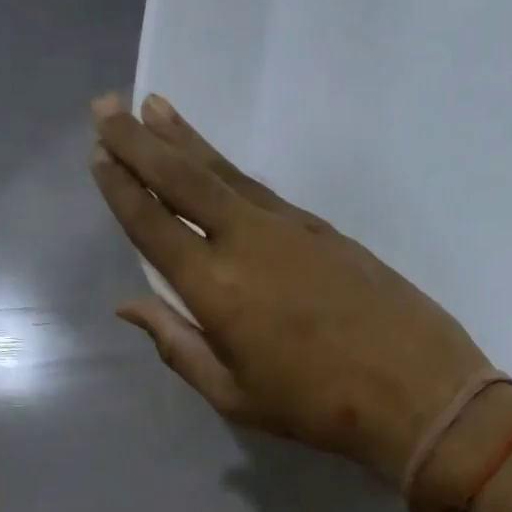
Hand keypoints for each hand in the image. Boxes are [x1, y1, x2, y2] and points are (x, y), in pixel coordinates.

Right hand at [89, 93, 494, 484]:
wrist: (415, 389)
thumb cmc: (314, 406)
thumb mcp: (233, 394)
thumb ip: (176, 344)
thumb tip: (129, 305)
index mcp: (215, 288)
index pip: (154, 225)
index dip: (122, 189)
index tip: (97, 155)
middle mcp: (246, 241)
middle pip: (184, 179)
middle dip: (140, 141)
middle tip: (107, 105)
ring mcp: (289, 227)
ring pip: (224, 172)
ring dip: (185, 140)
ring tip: (154, 109)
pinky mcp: (322, 227)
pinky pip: (260, 188)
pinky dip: (228, 168)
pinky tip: (215, 163)